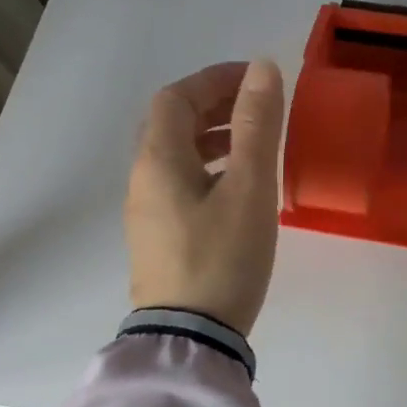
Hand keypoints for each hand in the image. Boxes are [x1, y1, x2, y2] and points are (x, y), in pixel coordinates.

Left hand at [125, 59, 284, 334]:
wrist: (190, 338)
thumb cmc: (223, 257)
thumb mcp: (249, 187)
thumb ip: (257, 126)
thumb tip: (262, 69)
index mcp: (159, 159)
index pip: (177, 97)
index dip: (215, 79)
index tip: (256, 80)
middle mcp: (143, 178)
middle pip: (172, 123)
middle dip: (214, 105)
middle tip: (257, 107)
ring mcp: (147, 210)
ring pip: (176, 154)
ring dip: (212, 136)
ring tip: (253, 143)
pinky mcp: (158, 236)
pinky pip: (180, 181)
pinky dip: (208, 166)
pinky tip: (238, 186)